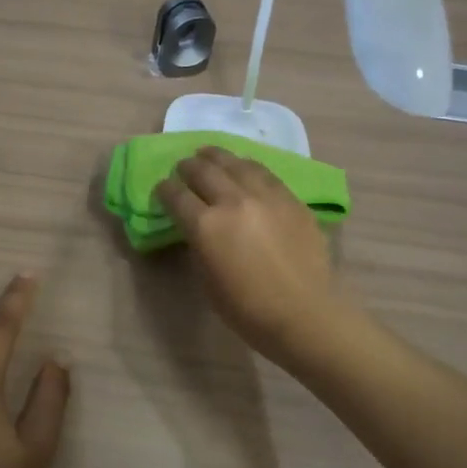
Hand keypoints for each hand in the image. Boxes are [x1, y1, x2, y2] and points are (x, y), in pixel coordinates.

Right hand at [154, 147, 341, 360]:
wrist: (305, 313)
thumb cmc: (248, 309)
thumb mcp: (207, 281)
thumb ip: (198, 245)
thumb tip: (195, 228)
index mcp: (206, 226)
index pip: (176, 196)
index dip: (165, 190)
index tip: (162, 189)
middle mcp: (233, 201)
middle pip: (203, 171)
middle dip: (188, 167)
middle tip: (183, 168)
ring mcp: (265, 196)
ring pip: (235, 163)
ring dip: (216, 157)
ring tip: (209, 154)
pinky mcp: (290, 198)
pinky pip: (264, 172)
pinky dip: (246, 165)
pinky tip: (243, 166)